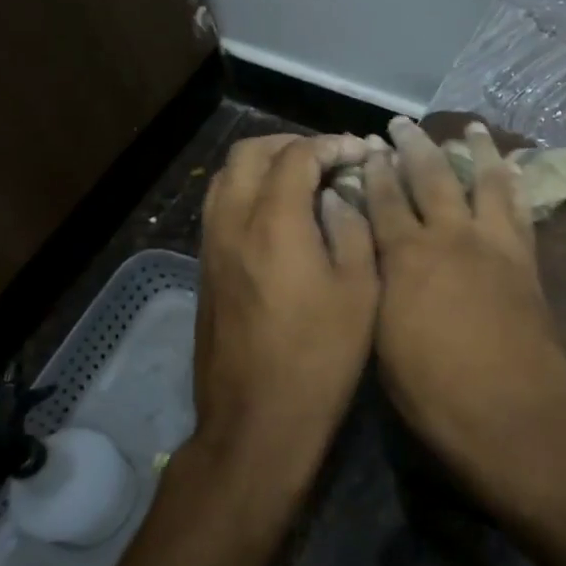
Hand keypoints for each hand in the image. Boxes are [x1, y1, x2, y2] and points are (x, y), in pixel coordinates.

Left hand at [194, 134, 377, 499]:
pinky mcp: (205, 269)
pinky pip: (220, 206)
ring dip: (264, 165)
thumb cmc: (320, 357)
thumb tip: (340, 196)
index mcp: (275, 222)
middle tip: (329, 159)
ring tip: (303, 180)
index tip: (361, 153)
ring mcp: (211, 246)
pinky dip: (248, 191)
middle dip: (291, 144)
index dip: (332, 145)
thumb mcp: (359, 291)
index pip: (297, 155)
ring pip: (227, 177)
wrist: (257, 420)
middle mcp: (233, 222)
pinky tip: (280, 215)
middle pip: (250, 153)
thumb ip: (352, 229)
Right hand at [361, 117, 565, 508]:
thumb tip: (370, 256)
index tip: (366, 149)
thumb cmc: (433, 394)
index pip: (381, 201)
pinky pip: (519, 208)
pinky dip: (513, 183)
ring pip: (482, 181)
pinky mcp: (525, 260)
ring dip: (473, 151)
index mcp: (405, 259)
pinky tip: (511, 168)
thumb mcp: (382, 342)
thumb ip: (377, 289)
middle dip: (412, 147)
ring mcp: (493, 245)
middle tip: (400, 125)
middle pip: (429, 178)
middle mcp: (449, 238)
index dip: (372, 172)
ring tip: (469, 128)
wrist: (510, 417)